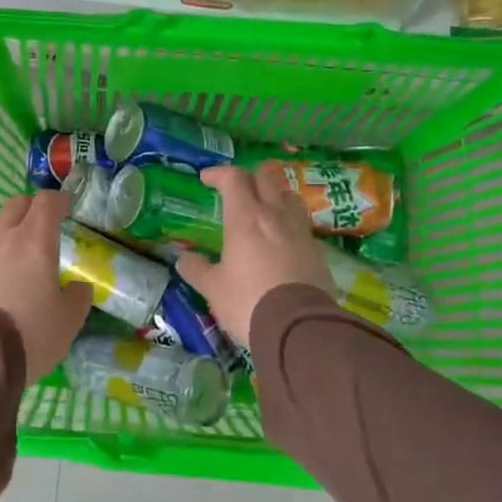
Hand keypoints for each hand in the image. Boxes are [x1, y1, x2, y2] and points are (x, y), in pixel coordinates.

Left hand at [0, 190, 91, 379]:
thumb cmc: (30, 331)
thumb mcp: (68, 320)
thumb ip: (78, 297)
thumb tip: (78, 287)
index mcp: (35, 240)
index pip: (46, 203)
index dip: (58, 201)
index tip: (65, 206)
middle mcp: (4, 237)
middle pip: (16, 204)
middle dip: (31, 208)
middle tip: (41, 224)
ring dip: (4, 223)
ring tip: (12, 243)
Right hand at [177, 163, 331, 344]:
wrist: (299, 328)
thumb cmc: (248, 302)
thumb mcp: (213, 288)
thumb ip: (196, 269)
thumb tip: (183, 258)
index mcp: (245, 218)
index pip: (233, 178)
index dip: (218, 173)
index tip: (206, 180)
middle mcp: (275, 216)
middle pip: (265, 178)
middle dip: (248, 178)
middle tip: (236, 190)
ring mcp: (300, 231)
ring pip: (289, 197)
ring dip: (274, 196)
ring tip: (263, 211)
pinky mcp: (318, 251)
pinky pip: (302, 226)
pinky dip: (289, 225)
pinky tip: (282, 243)